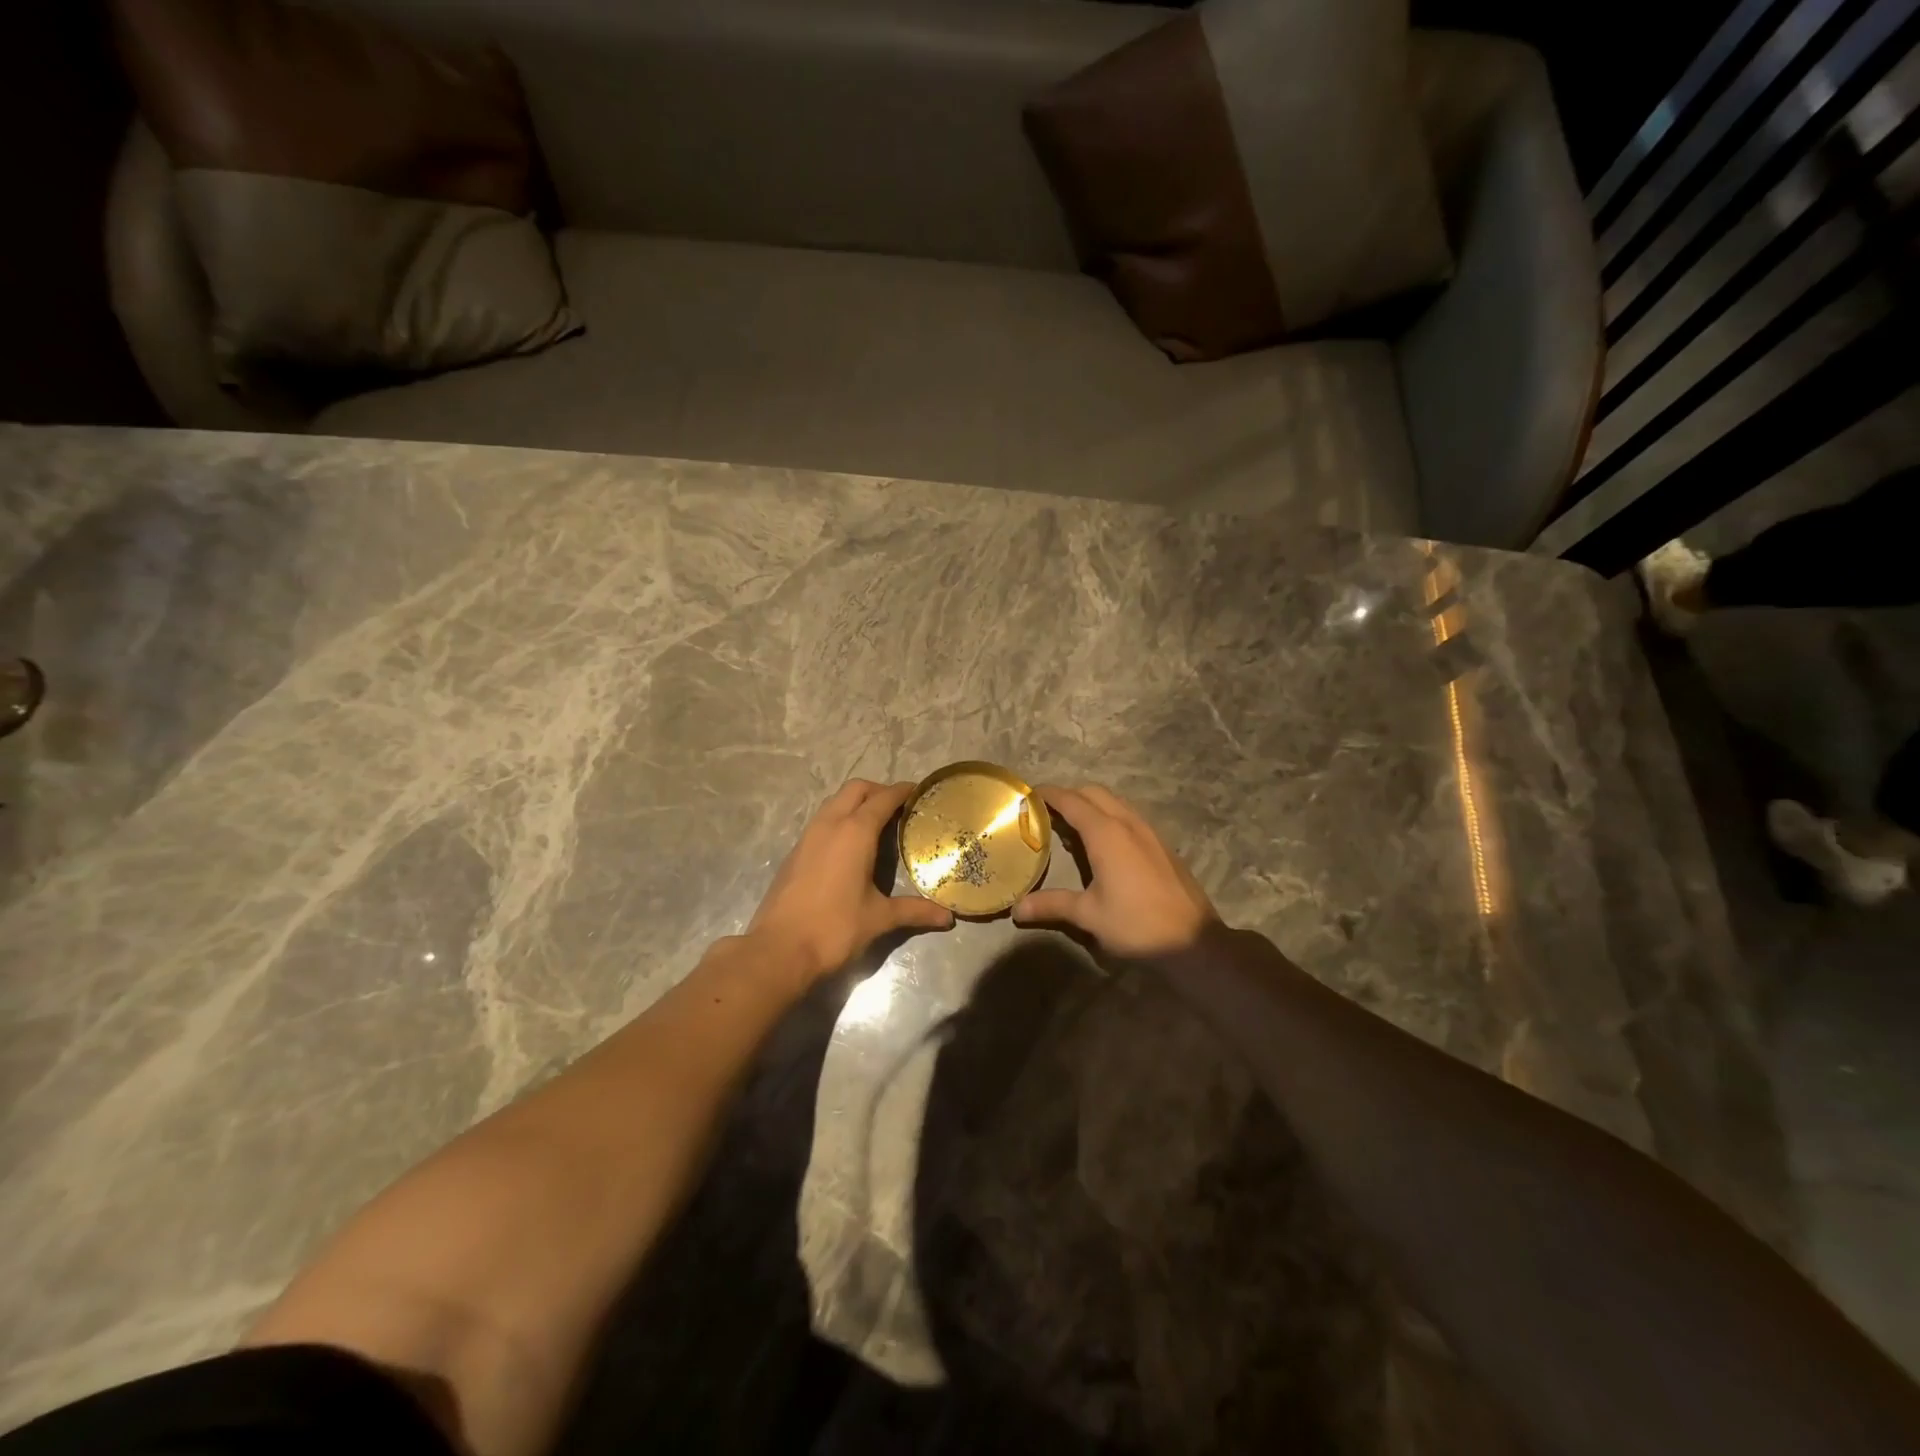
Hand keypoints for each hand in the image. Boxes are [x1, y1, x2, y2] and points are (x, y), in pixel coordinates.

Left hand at [748, 780, 953, 982]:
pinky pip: (821, 821)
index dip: (903, 791)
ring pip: (834, 802)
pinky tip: (850, 846)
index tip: (919, 791)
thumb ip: (915, 911)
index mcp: (855, 832)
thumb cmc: (835, 928)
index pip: (883, 798)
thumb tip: (947, 918)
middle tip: (899, 808)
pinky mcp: (794, 852)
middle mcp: (830, 824)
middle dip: (878, 791)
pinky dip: (839, 819)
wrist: (779, 950)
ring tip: (876, 824)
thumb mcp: (880, 918)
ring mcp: (808, 836)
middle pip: (856, 789)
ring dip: (856, 803)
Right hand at [1013, 784, 1217, 955]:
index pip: (1071, 800)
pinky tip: (1102, 845)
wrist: (1194, 941)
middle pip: (1093, 793)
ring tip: (1070, 827)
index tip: (1027, 795)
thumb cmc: (1137, 925)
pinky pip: (1129, 816)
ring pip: (1114, 802)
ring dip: (1091, 805)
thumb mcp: (1089, 915)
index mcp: (1106, 833)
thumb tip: (1017, 909)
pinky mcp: (1161, 844)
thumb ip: (1052, 905)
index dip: (1048, 794)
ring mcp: (1149, 831)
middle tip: (1046, 813)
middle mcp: (1128, 823)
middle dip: (1069, 796)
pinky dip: (1109, 817)